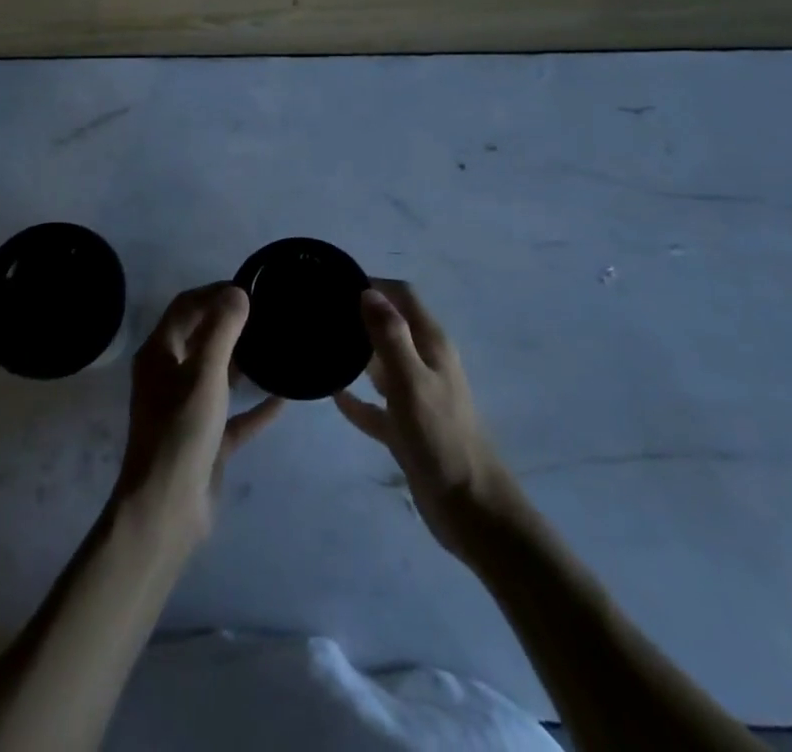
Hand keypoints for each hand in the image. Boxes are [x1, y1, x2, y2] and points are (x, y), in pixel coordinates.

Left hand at [112, 284, 282, 550]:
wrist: (167, 511)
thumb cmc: (181, 433)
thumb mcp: (205, 375)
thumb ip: (222, 330)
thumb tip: (238, 291)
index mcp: (159, 354)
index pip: (186, 307)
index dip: (214, 292)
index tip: (249, 287)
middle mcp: (169, 376)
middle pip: (200, 337)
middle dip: (230, 322)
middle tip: (267, 313)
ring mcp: (186, 410)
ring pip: (217, 374)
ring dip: (243, 361)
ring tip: (276, 345)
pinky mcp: (205, 440)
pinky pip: (233, 414)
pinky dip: (255, 405)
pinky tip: (284, 398)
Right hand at [335, 280, 515, 557]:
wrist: (471, 510)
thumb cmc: (441, 438)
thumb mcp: (411, 382)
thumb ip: (390, 336)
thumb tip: (368, 291)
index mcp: (432, 345)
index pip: (403, 296)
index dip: (374, 284)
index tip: (336, 281)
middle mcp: (425, 363)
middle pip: (391, 326)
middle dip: (360, 315)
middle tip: (320, 312)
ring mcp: (417, 397)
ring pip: (382, 364)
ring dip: (356, 354)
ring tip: (320, 345)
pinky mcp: (407, 429)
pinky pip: (376, 406)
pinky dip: (357, 399)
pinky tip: (332, 395)